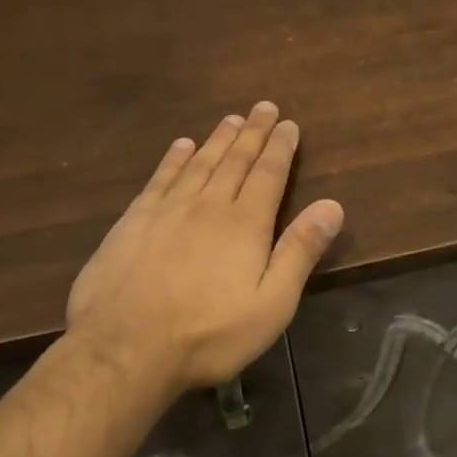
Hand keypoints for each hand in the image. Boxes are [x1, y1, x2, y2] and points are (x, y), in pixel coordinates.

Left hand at [65, 102, 344, 392]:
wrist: (123, 350)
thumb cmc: (209, 333)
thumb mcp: (272, 303)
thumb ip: (300, 251)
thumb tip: (333, 205)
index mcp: (245, 224)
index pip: (268, 174)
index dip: (280, 147)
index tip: (288, 124)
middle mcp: (208, 205)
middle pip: (234, 160)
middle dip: (252, 132)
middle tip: (263, 107)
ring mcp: (166, 211)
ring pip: (198, 163)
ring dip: (217, 139)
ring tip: (230, 120)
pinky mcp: (133, 223)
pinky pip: (160, 179)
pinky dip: (173, 159)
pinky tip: (181, 147)